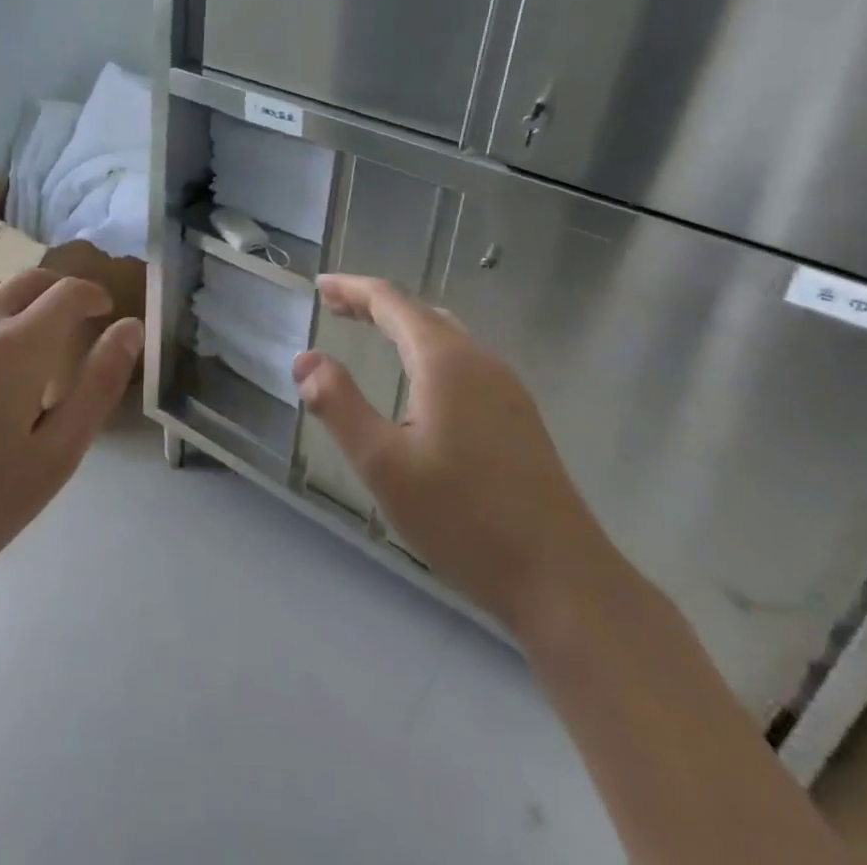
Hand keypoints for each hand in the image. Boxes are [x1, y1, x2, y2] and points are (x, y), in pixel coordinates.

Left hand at [0, 271, 143, 603]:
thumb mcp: (56, 456)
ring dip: (16, 299)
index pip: (68, 293)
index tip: (105, 313)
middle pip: (28, 280)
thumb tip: (130, 328)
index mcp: (17, 346)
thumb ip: (98, 385)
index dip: (93, 295)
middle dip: (60, 291)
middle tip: (74, 320)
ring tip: (24, 333)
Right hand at [292, 275, 616, 633]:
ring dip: (402, 327)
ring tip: (369, 333)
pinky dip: (425, 351)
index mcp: (445, 360)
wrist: (562, 579)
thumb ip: (339, 405)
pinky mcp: (517, 416)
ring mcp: (505, 388)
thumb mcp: (384, 464)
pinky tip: (417, 382)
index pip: (391, 301)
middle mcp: (479, 360)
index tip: (320, 286)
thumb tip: (305, 360)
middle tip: (335, 307)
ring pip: (445, 336)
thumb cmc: (464, 518)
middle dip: (374, 305)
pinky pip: (462, 361)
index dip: (352, 289)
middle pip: (419, 312)